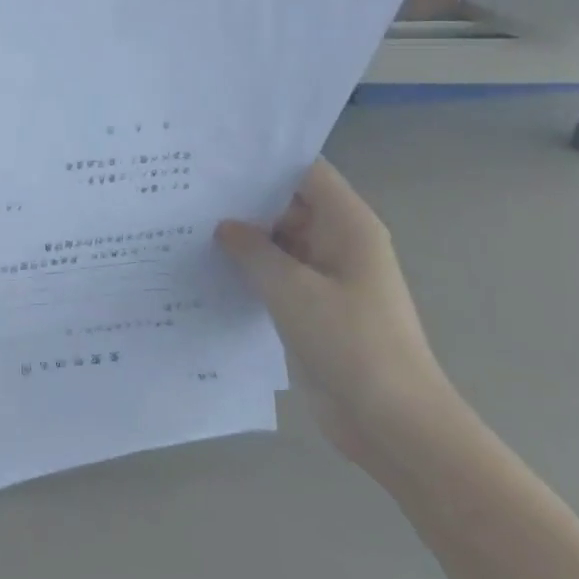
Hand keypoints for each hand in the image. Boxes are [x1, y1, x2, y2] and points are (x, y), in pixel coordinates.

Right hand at [217, 161, 454, 468]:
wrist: (393, 424)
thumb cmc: (350, 343)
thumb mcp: (292, 289)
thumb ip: (252, 249)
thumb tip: (224, 225)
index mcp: (348, 225)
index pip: (305, 172)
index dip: (264, 159)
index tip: (216, 154)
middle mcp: (337, 243)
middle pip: (287, 204)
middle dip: (243, 198)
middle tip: (187, 188)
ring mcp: (325, 277)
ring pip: (278, 242)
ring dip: (241, 236)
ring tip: (185, 221)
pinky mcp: (311, 308)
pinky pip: (275, 275)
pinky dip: (247, 268)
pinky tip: (206, 264)